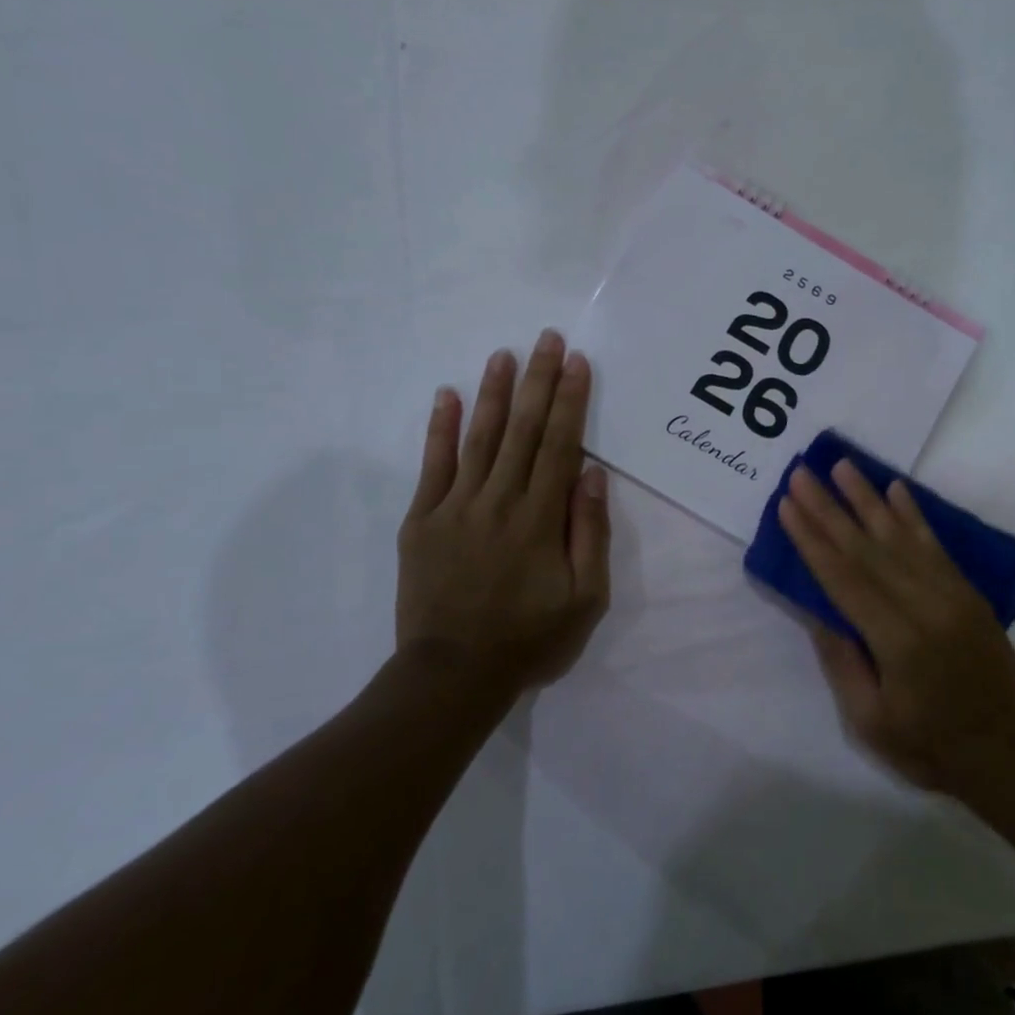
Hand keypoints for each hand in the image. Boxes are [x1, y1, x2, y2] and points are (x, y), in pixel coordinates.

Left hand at [395, 330, 610, 696]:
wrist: (452, 676)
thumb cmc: (529, 639)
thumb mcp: (586, 598)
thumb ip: (590, 533)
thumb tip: (592, 474)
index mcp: (540, 519)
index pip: (560, 445)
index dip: (570, 400)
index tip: (578, 363)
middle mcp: (499, 501)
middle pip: (523, 430)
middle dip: (538, 380)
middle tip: (547, 338)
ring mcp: (455, 508)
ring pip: (481, 438)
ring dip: (494, 392)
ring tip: (504, 354)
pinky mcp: (422, 521)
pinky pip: (433, 466)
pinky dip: (441, 429)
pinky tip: (448, 396)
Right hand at [778, 460, 1014, 798]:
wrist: (1010, 753)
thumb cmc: (931, 747)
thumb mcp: (871, 720)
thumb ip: (842, 660)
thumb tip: (815, 607)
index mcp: (898, 640)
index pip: (844, 577)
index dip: (812, 539)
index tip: (788, 505)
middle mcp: (925, 605)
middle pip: (867, 548)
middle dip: (829, 508)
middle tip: (802, 474)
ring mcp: (952, 594)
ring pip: (900, 536)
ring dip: (867, 498)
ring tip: (841, 465)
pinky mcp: (968, 592)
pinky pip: (935, 545)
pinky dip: (913, 514)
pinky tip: (896, 489)